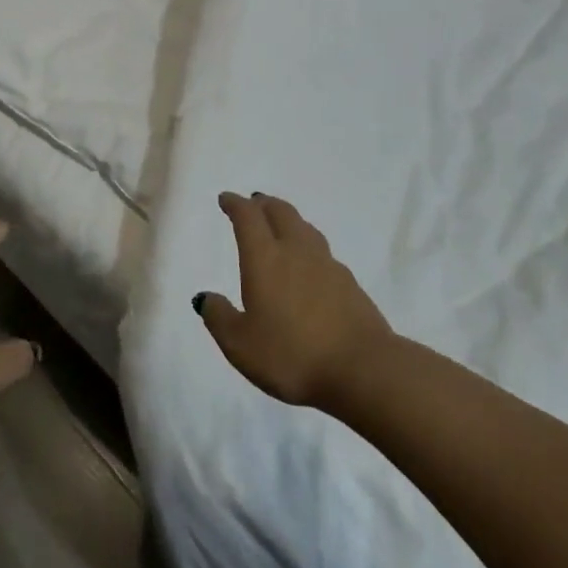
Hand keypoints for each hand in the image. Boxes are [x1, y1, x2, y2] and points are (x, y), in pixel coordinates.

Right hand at [196, 192, 392, 408]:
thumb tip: (205, 297)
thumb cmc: (292, 354)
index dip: (235, 204)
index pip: (248, 217)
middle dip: (264, 204)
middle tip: (254, 203)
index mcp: (265, 259)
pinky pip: (323, 253)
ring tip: (281, 226)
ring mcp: (328, 265)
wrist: (363, 369)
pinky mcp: (350, 284)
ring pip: (305, 229)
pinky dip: (308, 247)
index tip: (226, 199)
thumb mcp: (240, 345)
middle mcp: (297, 252)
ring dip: (289, 221)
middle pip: (281, 213)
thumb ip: (220, 318)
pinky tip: (309, 265)